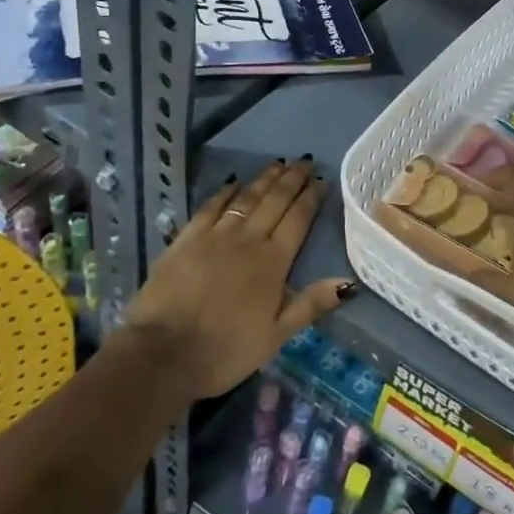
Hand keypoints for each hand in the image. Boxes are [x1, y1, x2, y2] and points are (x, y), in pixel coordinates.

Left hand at [123, 158, 348, 397]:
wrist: (163, 353)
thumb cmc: (225, 350)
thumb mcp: (276, 335)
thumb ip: (311, 304)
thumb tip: (350, 282)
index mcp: (273, 262)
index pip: (298, 219)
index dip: (311, 197)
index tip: (322, 180)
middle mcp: (248, 240)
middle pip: (275, 201)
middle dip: (292, 179)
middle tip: (305, 161)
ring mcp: (215, 235)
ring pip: (246, 198)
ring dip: (264, 179)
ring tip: (279, 163)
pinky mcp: (186, 239)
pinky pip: (210, 207)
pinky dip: (225, 192)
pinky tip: (233, 182)